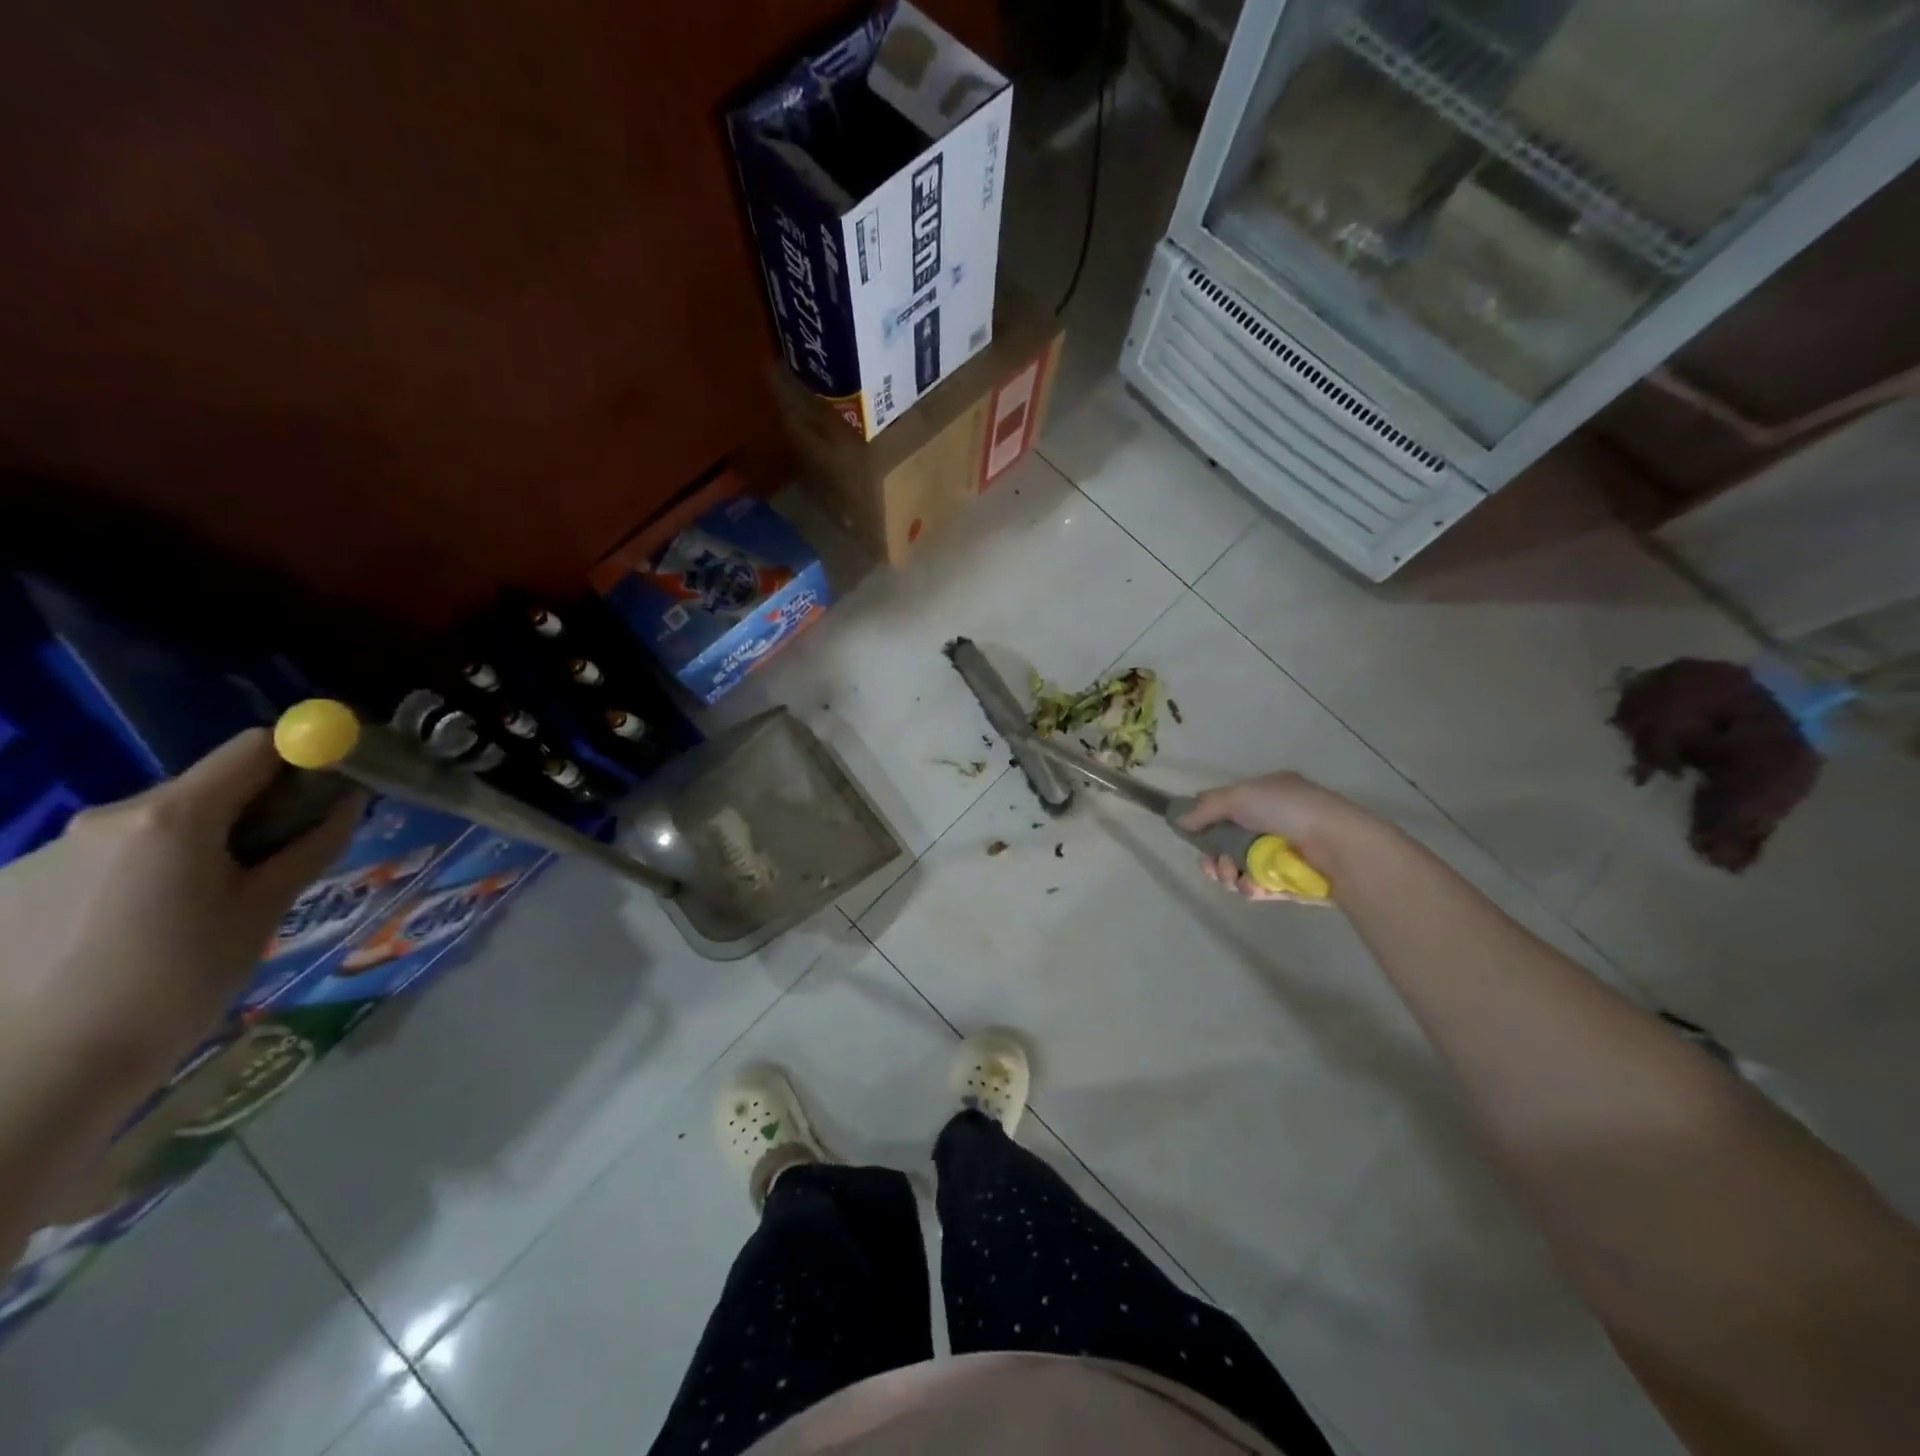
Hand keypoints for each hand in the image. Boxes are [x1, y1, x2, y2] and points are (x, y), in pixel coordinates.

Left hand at [0, 730, 361, 1097]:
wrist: (37, 1075)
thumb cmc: (178, 985)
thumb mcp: (263, 913)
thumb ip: (310, 847)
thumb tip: (349, 799)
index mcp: (173, 817)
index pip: (253, 749)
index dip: (300, 759)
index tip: (326, 792)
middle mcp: (107, 817)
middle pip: (204, 789)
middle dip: (248, 815)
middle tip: (267, 872)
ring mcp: (50, 850)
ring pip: (154, 829)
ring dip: (192, 851)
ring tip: (194, 919)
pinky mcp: (14, 885)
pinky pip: (105, 861)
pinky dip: (140, 879)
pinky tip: (132, 940)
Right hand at [1176, 771, 1364, 901]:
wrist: (1339, 846)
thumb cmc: (1288, 811)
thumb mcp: (1240, 796)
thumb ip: (1205, 808)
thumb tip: (1177, 819)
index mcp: (1266, 796)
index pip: (1227, 810)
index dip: (1206, 825)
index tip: (1194, 839)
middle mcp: (1274, 822)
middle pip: (1228, 843)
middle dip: (1215, 857)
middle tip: (1214, 866)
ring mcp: (1282, 854)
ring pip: (1240, 868)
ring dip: (1230, 874)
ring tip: (1235, 877)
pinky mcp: (1290, 882)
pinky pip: (1259, 887)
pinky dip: (1251, 888)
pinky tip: (1254, 887)